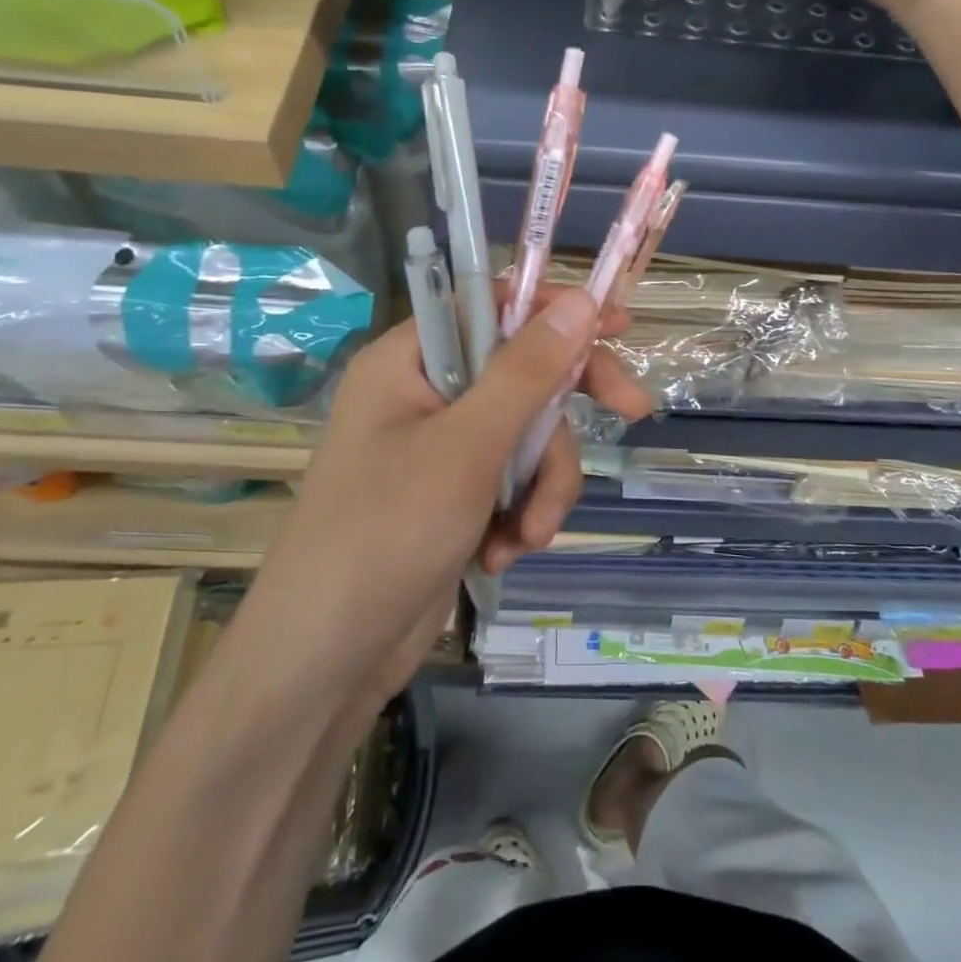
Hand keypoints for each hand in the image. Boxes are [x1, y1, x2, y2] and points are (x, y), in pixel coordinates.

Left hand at [238, 284, 651, 707]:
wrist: (327, 661)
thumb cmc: (387, 533)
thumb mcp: (468, 446)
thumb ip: (527, 371)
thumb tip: (580, 300)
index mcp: (409, 360)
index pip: (491, 305)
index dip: (554, 309)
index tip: (615, 325)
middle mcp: (424, 394)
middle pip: (521, 375)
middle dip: (563, 416)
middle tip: (633, 412)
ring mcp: (440, 449)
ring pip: (527, 437)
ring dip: (542, 485)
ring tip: (526, 536)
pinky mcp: (453, 497)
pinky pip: (512, 482)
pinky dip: (520, 515)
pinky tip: (503, 555)